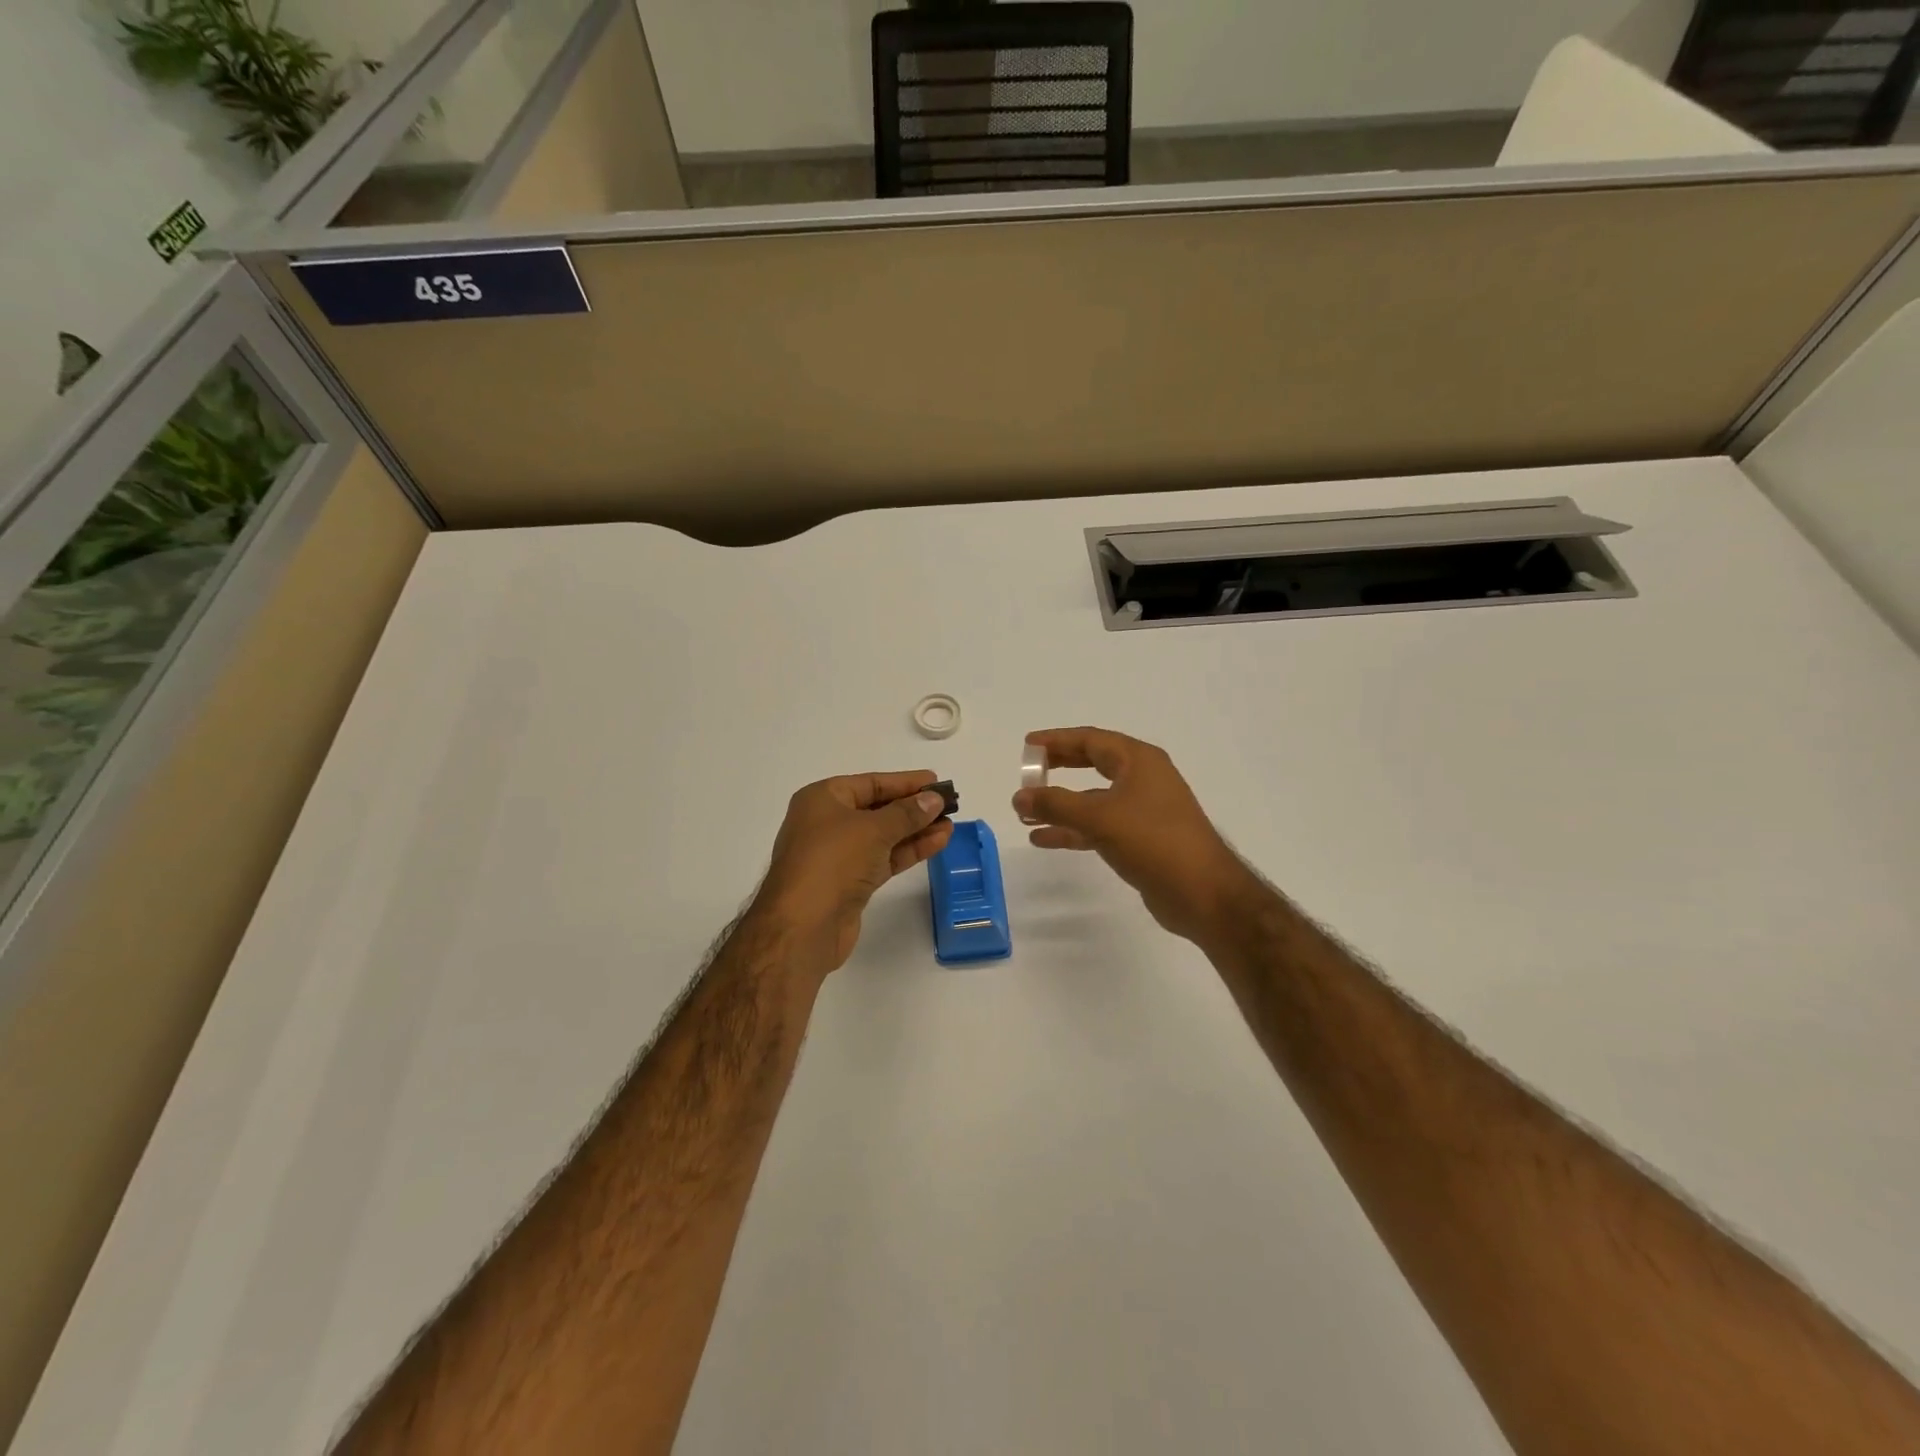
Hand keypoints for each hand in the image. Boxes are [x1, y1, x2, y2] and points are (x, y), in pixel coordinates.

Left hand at [754, 771, 954, 977]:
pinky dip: (908, 851)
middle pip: (877, 809)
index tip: (936, 782)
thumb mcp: (873, 829)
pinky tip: (937, 843)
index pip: (870, 783)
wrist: (803, 926)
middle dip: (913, 807)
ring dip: (915, 830)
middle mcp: (826, 823)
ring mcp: (838, 855)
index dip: (905, 782)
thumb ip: (907, 813)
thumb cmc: (832, 861)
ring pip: (883, 836)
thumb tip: (933, 799)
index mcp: (821, 799)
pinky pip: (884, 858)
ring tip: (950, 824)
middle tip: (948, 804)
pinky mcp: (850, 882)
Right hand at [1011, 728, 1261, 944]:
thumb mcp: (1100, 817)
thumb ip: (1056, 804)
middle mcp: (1142, 779)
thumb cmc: (1154, 841)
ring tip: (1024, 812)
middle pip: (1092, 764)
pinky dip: (1072, 830)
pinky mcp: (1140, 840)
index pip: (1091, 740)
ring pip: (1092, 799)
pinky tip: (1044, 839)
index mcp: (1139, 761)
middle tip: (1027, 772)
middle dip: (1058, 768)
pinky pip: (1098, 826)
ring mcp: (1143, 810)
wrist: (1203, 893)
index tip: (1028, 745)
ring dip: (1060, 805)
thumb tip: (1019, 796)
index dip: (1057, 740)